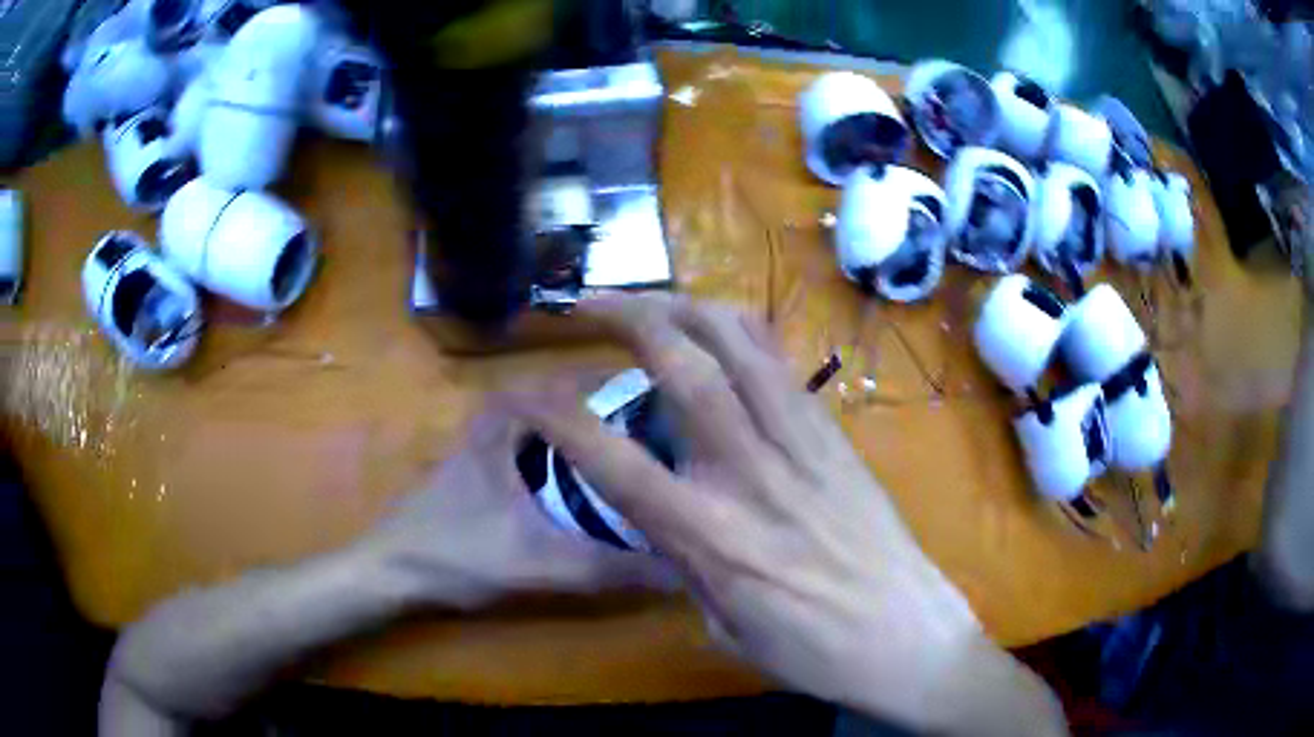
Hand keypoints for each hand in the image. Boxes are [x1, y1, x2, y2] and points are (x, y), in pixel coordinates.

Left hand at [352, 407, 671, 609]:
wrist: (390, 570)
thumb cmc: (456, 554)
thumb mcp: (539, 563)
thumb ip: (608, 568)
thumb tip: (680, 570)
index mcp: (513, 417)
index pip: (585, 381)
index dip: (636, 391)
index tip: (681, 409)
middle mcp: (502, 415)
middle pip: (576, 402)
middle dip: (624, 414)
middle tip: (672, 437)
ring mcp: (491, 440)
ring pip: (559, 425)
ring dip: (598, 435)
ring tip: (647, 457)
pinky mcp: (485, 466)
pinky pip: (543, 447)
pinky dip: (574, 457)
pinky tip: (597, 487)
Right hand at [513, 296, 1062, 733]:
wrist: (908, 637)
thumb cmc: (813, 652)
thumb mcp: (724, 627)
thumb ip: (685, 562)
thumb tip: (661, 519)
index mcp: (710, 537)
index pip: (614, 461)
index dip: (559, 417)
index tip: (528, 391)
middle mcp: (752, 473)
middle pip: (683, 367)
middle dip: (628, 317)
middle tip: (591, 304)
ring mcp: (802, 445)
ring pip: (740, 345)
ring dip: (686, 307)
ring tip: (653, 300)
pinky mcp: (836, 436)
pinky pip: (783, 365)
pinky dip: (742, 334)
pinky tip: (720, 330)